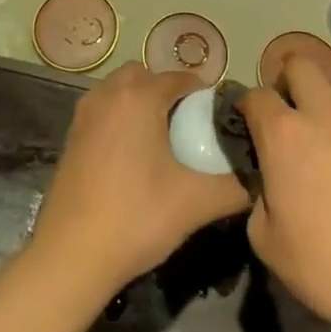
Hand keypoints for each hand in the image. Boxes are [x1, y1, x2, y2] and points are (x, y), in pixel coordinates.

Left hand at [28, 64, 248, 296]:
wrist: (71, 255)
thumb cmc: (137, 218)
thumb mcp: (197, 203)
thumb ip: (236, 186)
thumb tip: (260, 178)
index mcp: (140, 97)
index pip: (180, 78)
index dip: (203, 94)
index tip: (218, 119)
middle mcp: (109, 94)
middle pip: (145, 76)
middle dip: (167, 91)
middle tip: (188, 125)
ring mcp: (84, 114)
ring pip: (119, 90)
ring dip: (140, 102)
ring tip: (161, 140)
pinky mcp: (70, 136)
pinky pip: (103, 110)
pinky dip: (119, 118)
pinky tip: (132, 157)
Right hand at [239, 57, 330, 331]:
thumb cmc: (327, 267)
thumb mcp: (267, 240)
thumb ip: (259, 198)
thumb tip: (270, 184)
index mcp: (284, 136)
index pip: (256, 96)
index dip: (246, 106)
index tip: (245, 123)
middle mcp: (324, 116)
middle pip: (301, 65)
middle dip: (286, 80)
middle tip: (284, 112)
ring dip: (325, 91)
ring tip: (322, 121)